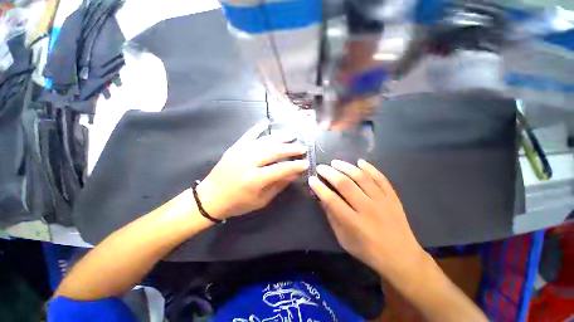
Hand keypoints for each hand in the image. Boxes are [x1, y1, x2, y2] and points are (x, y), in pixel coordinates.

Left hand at [197, 122, 308, 219]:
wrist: (210, 198)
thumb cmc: (237, 203)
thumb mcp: (261, 200)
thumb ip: (278, 185)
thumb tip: (293, 174)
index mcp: (255, 179)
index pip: (281, 169)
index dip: (295, 166)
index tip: (306, 163)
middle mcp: (248, 162)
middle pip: (274, 151)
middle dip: (291, 148)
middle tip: (302, 147)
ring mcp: (240, 152)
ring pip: (264, 141)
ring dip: (280, 137)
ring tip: (292, 135)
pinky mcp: (234, 147)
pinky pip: (248, 135)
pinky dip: (258, 128)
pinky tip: (266, 123)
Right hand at [308, 159, 426, 277]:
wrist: (401, 256)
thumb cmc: (367, 250)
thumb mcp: (343, 238)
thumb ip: (332, 217)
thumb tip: (322, 198)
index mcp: (353, 222)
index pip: (331, 200)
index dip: (319, 188)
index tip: (312, 179)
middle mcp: (367, 208)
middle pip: (345, 184)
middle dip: (329, 173)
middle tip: (321, 167)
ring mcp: (382, 201)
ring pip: (361, 177)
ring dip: (346, 167)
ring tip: (335, 162)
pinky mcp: (392, 197)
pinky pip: (381, 178)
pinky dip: (370, 168)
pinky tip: (360, 162)